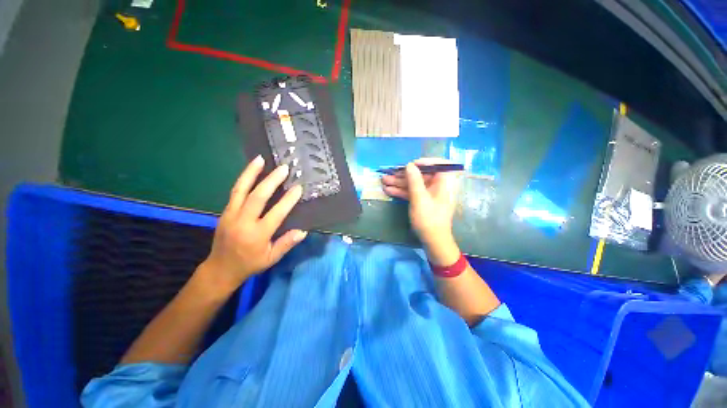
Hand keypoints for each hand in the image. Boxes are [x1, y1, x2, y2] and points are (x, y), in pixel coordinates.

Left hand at [200, 155, 306, 291]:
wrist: (220, 268)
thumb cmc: (250, 264)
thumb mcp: (271, 258)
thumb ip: (286, 243)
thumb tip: (303, 231)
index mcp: (257, 235)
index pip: (276, 214)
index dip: (288, 200)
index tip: (298, 188)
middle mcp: (243, 222)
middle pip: (257, 197)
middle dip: (272, 181)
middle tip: (284, 168)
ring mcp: (231, 215)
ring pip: (241, 189)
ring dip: (251, 173)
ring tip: (260, 159)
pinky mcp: (225, 211)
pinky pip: (235, 192)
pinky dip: (243, 179)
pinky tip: (251, 170)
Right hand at [381, 158, 461, 248]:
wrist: (432, 241)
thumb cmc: (429, 219)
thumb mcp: (419, 198)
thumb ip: (414, 180)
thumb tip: (409, 165)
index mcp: (444, 182)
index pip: (439, 164)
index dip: (425, 162)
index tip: (410, 165)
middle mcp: (438, 186)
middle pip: (421, 174)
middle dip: (404, 174)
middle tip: (390, 173)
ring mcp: (430, 194)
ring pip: (414, 184)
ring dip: (399, 183)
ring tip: (384, 181)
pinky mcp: (423, 201)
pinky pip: (413, 192)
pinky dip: (402, 191)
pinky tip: (388, 190)